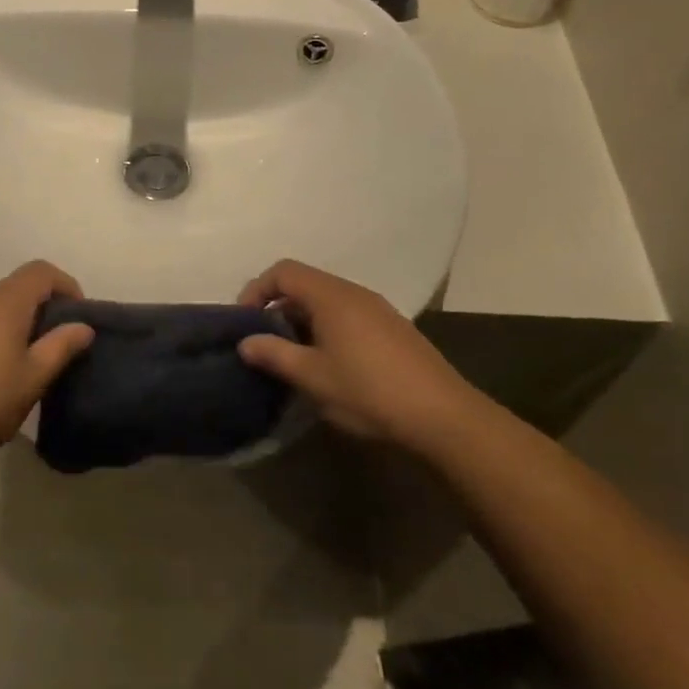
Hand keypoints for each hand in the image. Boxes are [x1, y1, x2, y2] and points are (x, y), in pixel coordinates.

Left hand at [0, 261, 94, 464]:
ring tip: (16, 364)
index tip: (76, 316)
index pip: (41, 271)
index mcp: (4, 302)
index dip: (65, 284)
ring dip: (9, 324)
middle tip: (50, 348)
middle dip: (38, 310)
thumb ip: (60, 347)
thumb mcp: (31, 380)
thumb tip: (83, 326)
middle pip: (15, 288)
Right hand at [235, 260, 474, 445]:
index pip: (283, 272)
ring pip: (327, 301)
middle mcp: (354, 293)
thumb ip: (274, 354)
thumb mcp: (312, 377)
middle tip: (265, 342)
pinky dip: (326, 328)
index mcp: (331, 296)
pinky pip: (347, 315)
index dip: (257, 289)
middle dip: (278, 307)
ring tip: (293, 356)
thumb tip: (245, 343)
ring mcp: (377, 309)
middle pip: (305, 284)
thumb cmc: (369, 391)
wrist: (443, 416)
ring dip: (302, 320)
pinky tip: (329, 364)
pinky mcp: (392, 328)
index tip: (245, 321)